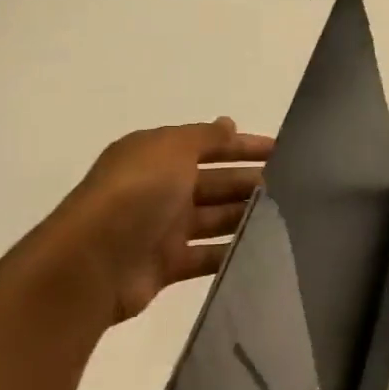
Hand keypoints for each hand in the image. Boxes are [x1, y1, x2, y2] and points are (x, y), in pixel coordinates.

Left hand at [38, 118, 272, 323]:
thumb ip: (205, 137)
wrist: (91, 263)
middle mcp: (160, 188)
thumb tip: (228, 124)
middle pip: (216, 182)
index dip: (245, 146)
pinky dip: (232, 253)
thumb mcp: (171, 149)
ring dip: (246, 217)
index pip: (210, 145)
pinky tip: (264, 251)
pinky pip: (208, 256)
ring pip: (215, 219)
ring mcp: (162, 228)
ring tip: (288, 219)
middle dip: (252, 182)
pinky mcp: (167, 265)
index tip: (285, 151)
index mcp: (157, 156)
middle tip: (296, 189)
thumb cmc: (135, 194)